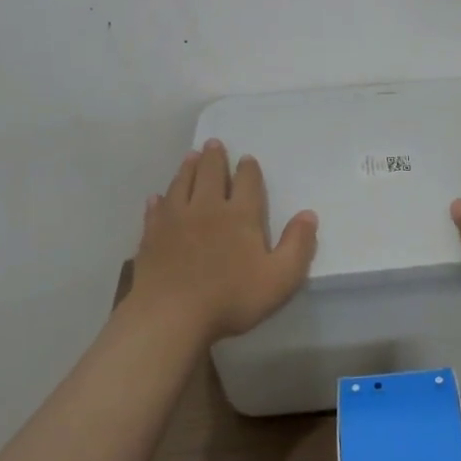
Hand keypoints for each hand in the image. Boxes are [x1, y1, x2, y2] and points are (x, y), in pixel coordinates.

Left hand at [130, 139, 318, 341]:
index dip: (248, 169)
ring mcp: (175, 220)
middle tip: (213, 144)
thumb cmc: (231, 298)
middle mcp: (207, 208)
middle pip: (210, 174)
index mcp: (240, 215)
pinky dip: (159, 200)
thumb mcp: (280, 278)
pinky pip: (155, 210)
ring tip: (191, 157)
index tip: (247, 159)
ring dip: (188, 168)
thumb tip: (309, 214)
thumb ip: (298, 245)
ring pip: (182, 184)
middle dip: (214, 158)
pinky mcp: (151, 236)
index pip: (247, 182)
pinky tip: (157, 197)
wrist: (171, 316)